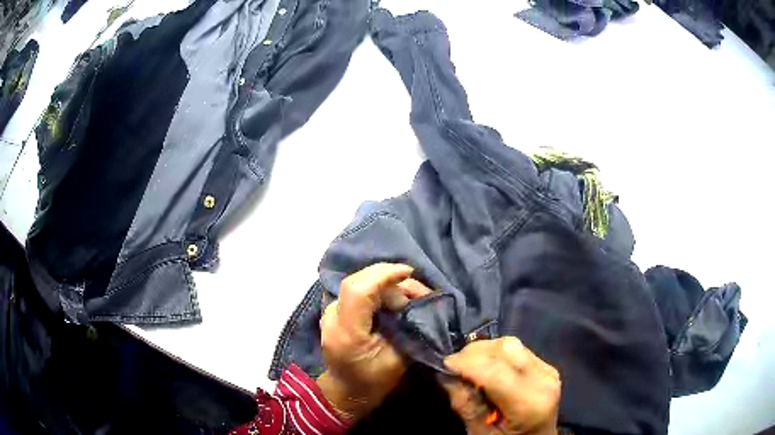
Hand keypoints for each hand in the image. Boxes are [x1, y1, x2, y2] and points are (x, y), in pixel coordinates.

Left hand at [317, 263, 431, 422]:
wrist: (345, 391)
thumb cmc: (374, 381)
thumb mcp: (398, 361)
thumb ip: (408, 330)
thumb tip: (422, 303)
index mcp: (348, 333)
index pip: (359, 290)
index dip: (384, 275)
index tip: (410, 272)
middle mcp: (333, 316)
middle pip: (359, 280)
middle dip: (391, 277)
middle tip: (418, 292)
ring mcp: (330, 310)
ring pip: (360, 281)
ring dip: (387, 282)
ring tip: (411, 297)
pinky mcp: (335, 309)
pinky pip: (358, 288)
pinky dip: (379, 286)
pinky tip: (395, 297)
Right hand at [441, 337, 560, 434]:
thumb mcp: (481, 434)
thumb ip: (466, 406)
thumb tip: (447, 376)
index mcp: (529, 403)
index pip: (494, 371)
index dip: (466, 362)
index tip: (443, 364)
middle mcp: (543, 380)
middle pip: (505, 349)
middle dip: (473, 353)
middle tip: (454, 367)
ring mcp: (548, 371)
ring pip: (510, 344)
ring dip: (485, 351)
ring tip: (469, 368)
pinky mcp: (546, 367)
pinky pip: (518, 350)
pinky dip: (496, 354)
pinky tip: (487, 369)